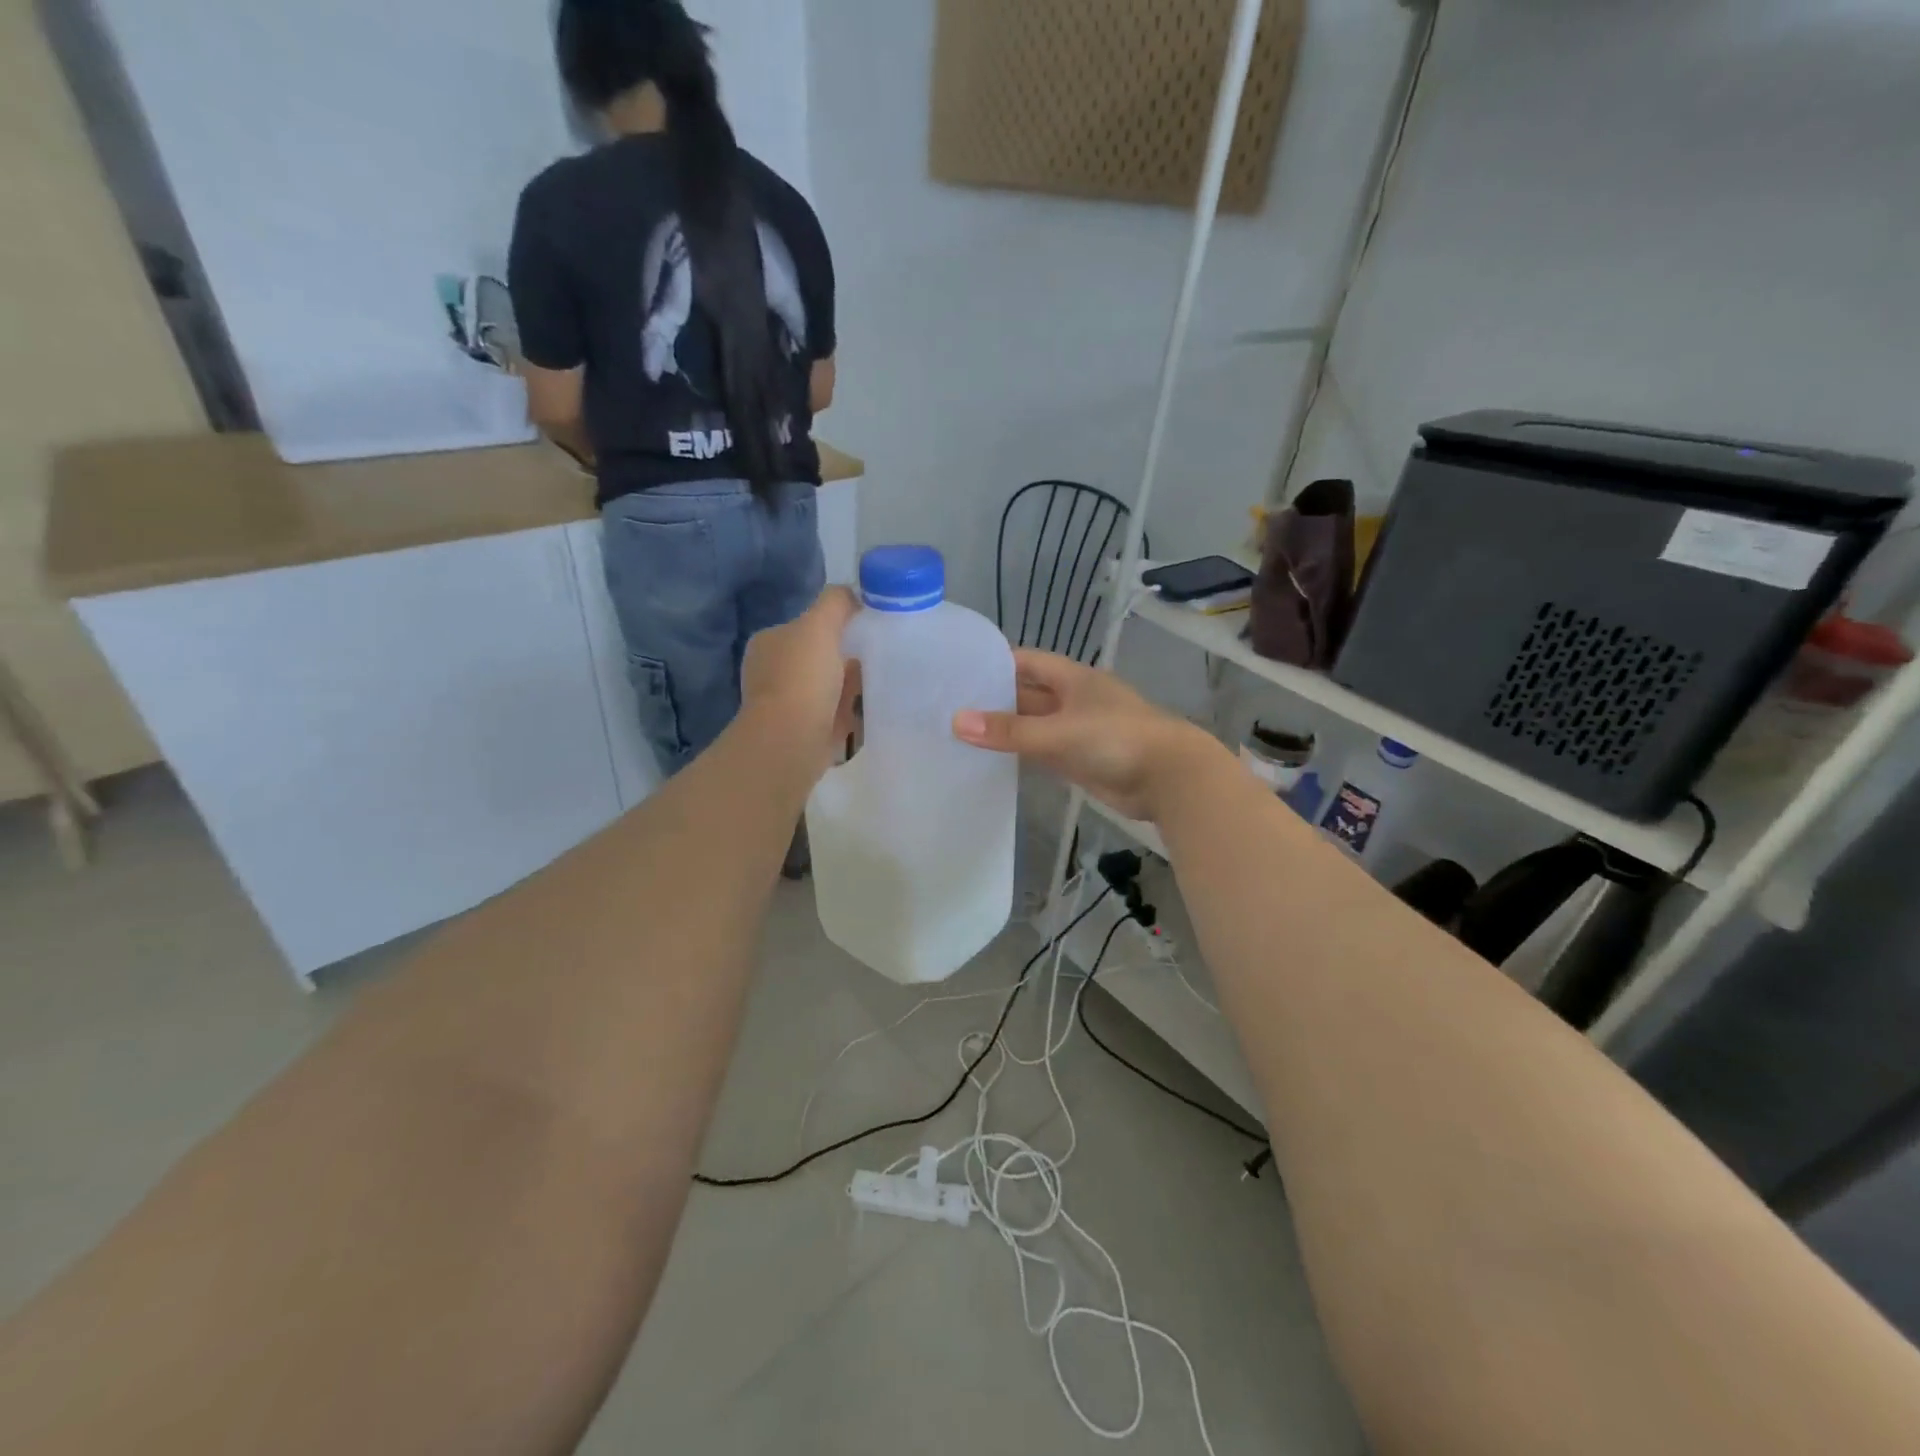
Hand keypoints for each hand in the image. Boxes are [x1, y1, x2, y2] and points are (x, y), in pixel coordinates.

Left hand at [740, 587, 860, 777]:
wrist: (791, 741)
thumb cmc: (802, 678)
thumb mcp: (819, 625)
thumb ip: (835, 603)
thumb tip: (851, 594)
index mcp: (769, 643)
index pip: (805, 626)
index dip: (834, 625)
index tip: (864, 629)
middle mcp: (771, 672)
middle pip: (819, 657)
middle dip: (845, 658)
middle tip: (877, 656)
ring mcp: (785, 704)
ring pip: (827, 687)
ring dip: (850, 686)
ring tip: (880, 682)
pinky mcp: (802, 732)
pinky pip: (833, 715)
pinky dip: (850, 713)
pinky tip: (869, 709)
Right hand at [952, 649, 1223, 820]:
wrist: (1169, 778)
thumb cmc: (1116, 740)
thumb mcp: (1059, 731)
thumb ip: (1010, 730)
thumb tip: (957, 722)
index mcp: (1072, 678)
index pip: (1026, 662)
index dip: (995, 663)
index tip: (957, 671)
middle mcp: (1072, 700)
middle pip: (1027, 694)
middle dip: (994, 700)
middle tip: (948, 707)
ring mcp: (1077, 731)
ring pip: (1033, 726)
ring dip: (1006, 729)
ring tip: (960, 734)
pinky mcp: (1080, 760)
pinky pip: (1043, 752)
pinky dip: (1021, 754)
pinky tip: (992, 760)